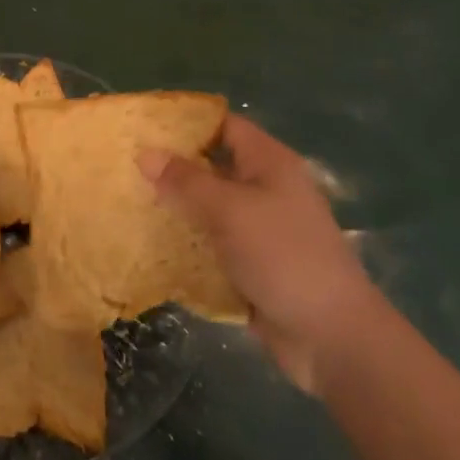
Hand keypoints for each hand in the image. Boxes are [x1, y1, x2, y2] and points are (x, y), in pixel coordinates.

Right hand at [138, 116, 377, 395]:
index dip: (186, 121)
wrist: (332, 338)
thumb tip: (145, 153)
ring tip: (128, 199)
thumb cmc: (283, 256)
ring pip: (209, 207)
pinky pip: (211, 243)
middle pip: (213, 165)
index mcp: (269, 163)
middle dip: (172, 166)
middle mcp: (266, 189)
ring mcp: (260, 229)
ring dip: (176, 206)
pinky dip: (186, 241)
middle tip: (126, 164)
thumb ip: (185, 180)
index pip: (224, 125)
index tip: (144, 125)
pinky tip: (151, 241)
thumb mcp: (230, 210)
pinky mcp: (252, 264)